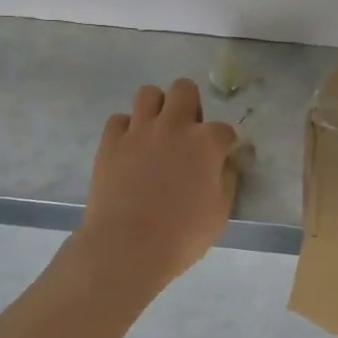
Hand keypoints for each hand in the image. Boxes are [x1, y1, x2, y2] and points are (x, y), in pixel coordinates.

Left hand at [79, 78, 238, 289]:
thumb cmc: (182, 235)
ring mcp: (139, 131)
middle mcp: (174, 126)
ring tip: (157, 132)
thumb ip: (227, 179)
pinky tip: (131, 148)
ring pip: (148, 93)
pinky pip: (119, 119)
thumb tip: (226, 163)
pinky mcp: (110, 142)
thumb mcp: (220, 212)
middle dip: (190, 105)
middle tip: (187, 132)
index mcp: (206, 142)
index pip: (224, 129)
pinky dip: (127, 129)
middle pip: (184, 89)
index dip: (224, 143)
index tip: (220, 158)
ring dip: (157, 108)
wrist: (127, 248)